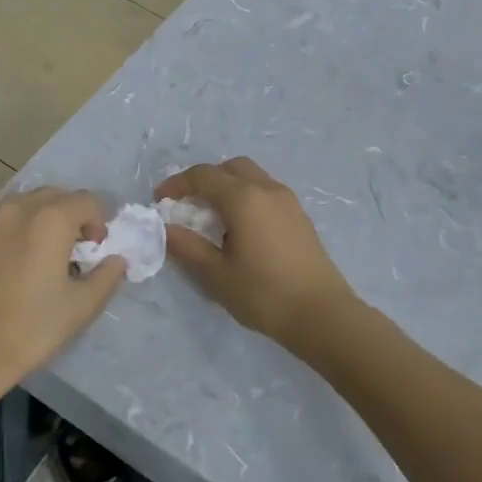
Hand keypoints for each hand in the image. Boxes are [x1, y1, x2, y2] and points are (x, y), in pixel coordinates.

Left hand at [0, 189, 126, 399]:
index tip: (95, 250)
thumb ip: (107, 276)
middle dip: (71, 215)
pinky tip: (10, 264)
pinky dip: (13, 231)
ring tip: (40, 254)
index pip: (87, 201)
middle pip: (55, 196)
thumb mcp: (82, 306)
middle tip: (72, 250)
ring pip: (23, 204)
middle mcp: (17, 208)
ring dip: (40, 219)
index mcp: (50, 220)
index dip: (99, 222)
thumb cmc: (31, 329)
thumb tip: (116, 260)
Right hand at [155, 157, 357, 347]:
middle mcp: (267, 188)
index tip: (159, 200)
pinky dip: (247, 197)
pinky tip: (241, 229)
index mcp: (243, 197)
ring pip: (251, 177)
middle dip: (205, 179)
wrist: (322, 314)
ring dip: (228, 187)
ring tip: (213, 217)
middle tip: (188, 204)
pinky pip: (266, 192)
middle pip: (230, 168)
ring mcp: (288, 200)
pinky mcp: (299, 215)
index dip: (177, 183)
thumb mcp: (217, 274)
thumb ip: (188, 247)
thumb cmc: (264, 293)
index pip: (203, 176)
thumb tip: (166, 228)